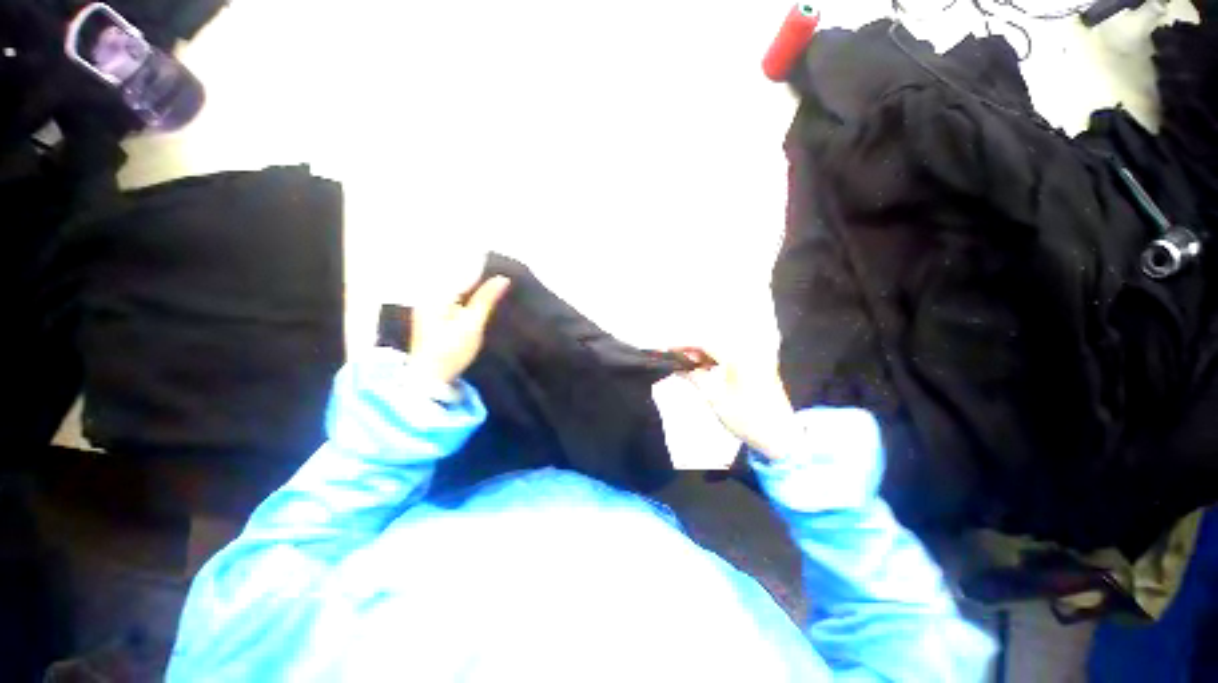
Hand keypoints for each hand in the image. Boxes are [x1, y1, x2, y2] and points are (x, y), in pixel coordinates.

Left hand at [410, 276, 510, 385]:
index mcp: (436, 294)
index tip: (502, 271)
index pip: (462, 273)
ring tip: (493, 286)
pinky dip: (466, 296)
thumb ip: (486, 299)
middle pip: (457, 278)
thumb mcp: (472, 324)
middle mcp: (428, 295)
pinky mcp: (431, 315)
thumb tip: (503, 278)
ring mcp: (427, 305)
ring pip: (454, 287)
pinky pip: (451, 297)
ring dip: (472, 286)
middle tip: (500, 278)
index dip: (482, 269)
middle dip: (477, 276)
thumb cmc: (451, 350)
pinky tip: (478, 299)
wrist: (429, 377)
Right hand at [679, 349, 799, 461]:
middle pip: (712, 341)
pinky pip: (730, 355)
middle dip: (690, 347)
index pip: (704, 341)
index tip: (664, 347)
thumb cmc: (746, 417)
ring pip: (720, 348)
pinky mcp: (757, 365)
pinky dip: (714, 359)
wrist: (780, 436)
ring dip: (702, 353)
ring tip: (684, 364)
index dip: (682, 343)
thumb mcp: (715, 398)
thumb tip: (677, 366)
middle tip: (672, 357)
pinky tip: (703, 368)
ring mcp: (754, 357)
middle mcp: (748, 350)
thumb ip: (695, 377)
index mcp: (738, 356)